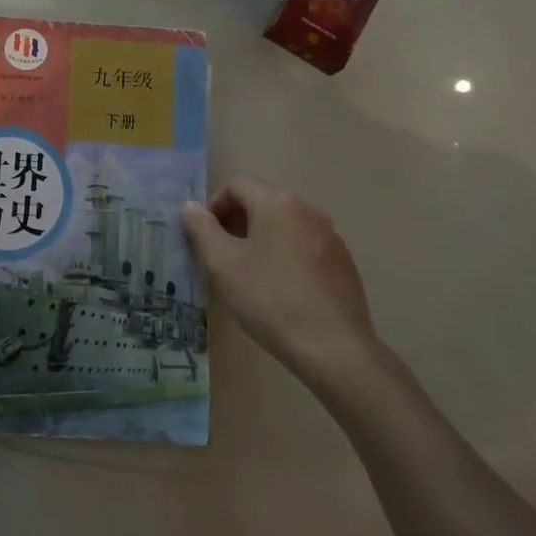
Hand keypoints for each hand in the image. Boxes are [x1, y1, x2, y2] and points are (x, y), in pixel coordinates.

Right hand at [181, 180, 378, 381]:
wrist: (334, 348)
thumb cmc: (270, 299)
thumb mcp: (222, 264)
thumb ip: (202, 229)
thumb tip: (191, 207)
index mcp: (276, 203)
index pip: (237, 187)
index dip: (214, 207)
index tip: (205, 238)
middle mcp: (307, 210)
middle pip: (263, 204)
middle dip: (237, 224)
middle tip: (222, 258)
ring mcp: (330, 237)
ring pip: (285, 227)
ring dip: (262, 241)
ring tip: (250, 276)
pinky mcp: (344, 263)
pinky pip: (306, 248)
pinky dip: (287, 258)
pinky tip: (282, 292)